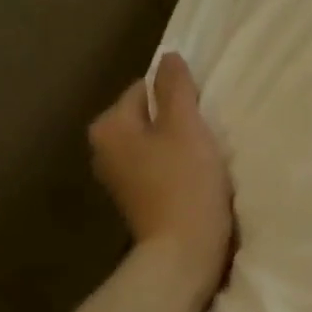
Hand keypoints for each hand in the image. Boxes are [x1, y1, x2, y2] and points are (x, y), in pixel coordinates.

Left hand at [88, 55, 232, 309]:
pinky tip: (197, 187)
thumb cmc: (185, 185)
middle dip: (177, 126)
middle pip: (148, 120)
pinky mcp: (137, 205)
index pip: (143, 90)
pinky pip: (159, 175)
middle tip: (207, 141)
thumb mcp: (186, 127)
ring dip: (179, 151)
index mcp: (109, 126)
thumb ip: (176, 88)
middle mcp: (104, 151)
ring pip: (155, 148)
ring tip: (206, 165)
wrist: (184, 254)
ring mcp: (118, 182)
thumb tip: (168, 57)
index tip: (202, 117)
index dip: (177, 98)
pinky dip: (177, 175)